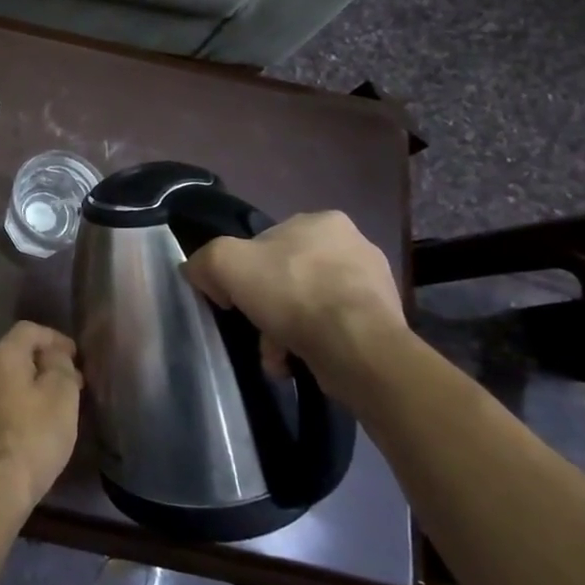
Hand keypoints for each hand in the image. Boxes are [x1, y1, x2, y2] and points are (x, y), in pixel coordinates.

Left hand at [0, 322, 82, 512]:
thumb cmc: (33, 436)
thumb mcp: (61, 396)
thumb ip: (61, 365)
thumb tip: (54, 354)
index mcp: (1, 355)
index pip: (28, 330)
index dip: (55, 338)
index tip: (75, 355)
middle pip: (14, 355)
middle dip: (42, 364)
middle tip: (69, 383)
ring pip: (2, 381)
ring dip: (26, 387)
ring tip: (50, 407)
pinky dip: (11, 406)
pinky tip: (26, 427)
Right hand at [183, 212, 404, 403]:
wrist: (357, 348)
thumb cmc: (292, 293)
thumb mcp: (225, 263)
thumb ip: (204, 261)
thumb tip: (199, 273)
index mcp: (323, 221)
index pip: (266, 243)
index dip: (243, 271)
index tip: (233, 299)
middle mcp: (354, 245)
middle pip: (288, 276)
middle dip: (268, 306)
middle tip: (255, 330)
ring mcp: (374, 285)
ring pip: (309, 305)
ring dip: (286, 330)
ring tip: (276, 356)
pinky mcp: (384, 322)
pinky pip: (333, 330)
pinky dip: (311, 345)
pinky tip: (297, 362)